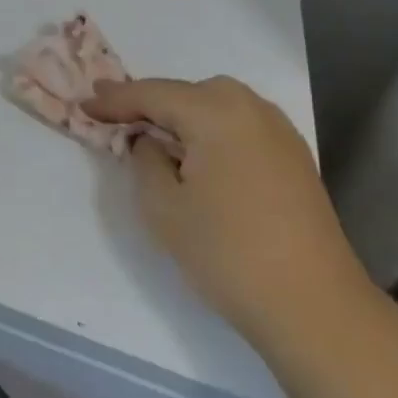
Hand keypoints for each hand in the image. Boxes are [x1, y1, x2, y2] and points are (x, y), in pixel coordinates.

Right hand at [84, 77, 371, 341]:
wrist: (313, 306)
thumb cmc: (227, 253)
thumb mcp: (163, 208)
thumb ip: (145, 161)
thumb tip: (150, 141)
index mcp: (215, 112)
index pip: (153, 94)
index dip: (115, 100)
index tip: (84, 106)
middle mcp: (251, 108)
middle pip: (188, 91)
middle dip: (150, 101)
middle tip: (114, 113)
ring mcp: (279, 131)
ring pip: (217, 104)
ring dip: (182, 113)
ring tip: (152, 133)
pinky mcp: (294, 157)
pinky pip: (240, 124)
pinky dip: (211, 128)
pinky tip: (198, 153)